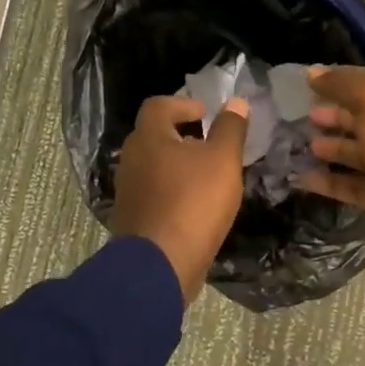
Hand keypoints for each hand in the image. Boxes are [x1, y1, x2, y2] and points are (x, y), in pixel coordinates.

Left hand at [111, 95, 249, 302]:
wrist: (161, 263)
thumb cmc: (194, 202)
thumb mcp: (223, 160)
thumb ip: (230, 129)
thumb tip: (236, 102)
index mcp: (148, 137)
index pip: (159, 105)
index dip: (184, 104)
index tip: (206, 114)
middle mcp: (131, 159)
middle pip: (154, 136)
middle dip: (182, 135)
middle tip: (210, 145)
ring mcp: (128, 191)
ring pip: (154, 166)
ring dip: (177, 165)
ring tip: (207, 177)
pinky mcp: (132, 218)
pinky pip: (153, 193)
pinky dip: (172, 191)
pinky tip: (194, 205)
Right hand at [301, 66, 364, 265]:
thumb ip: (344, 84)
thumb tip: (313, 72)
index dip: (343, 84)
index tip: (310, 85)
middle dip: (336, 117)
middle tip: (305, 117)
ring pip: (358, 156)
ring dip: (332, 149)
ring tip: (302, 146)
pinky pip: (352, 187)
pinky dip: (329, 183)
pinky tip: (302, 179)